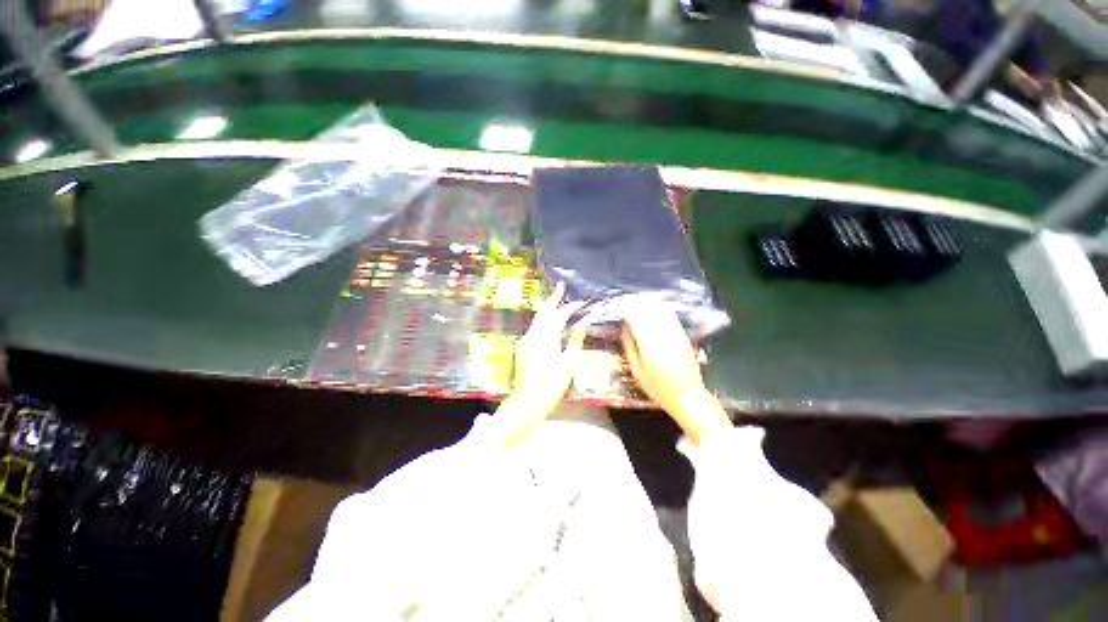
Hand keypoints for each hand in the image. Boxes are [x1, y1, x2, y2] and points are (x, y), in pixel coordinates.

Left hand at [493, 282, 586, 448]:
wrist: (528, 401)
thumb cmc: (552, 384)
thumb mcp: (569, 362)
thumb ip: (575, 340)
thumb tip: (583, 323)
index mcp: (545, 337)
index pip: (558, 315)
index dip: (569, 306)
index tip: (580, 301)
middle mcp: (532, 335)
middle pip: (543, 312)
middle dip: (553, 299)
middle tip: (560, 288)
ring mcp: (525, 341)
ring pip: (538, 320)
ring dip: (548, 310)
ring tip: (559, 304)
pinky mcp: (523, 348)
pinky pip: (535, 329)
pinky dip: (544, 322)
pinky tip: (551, 325)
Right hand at [621, 305, 730, 444]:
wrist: (688, 396)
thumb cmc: (658, 389)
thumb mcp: (637, 372)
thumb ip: (630, 349)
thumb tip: (624, 329)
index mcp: (650, 349)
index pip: (637, 322)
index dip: (628, 311)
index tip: (620, 307)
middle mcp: (664, 339)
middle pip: (649, 314)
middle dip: (637, 305)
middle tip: (627, 301)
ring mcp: (676, 336)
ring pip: (661, 313)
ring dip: (649, 304)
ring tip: (638, 301)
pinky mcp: (684, 337)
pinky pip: (671, 318)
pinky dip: (661, 310)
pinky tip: (654, 307)